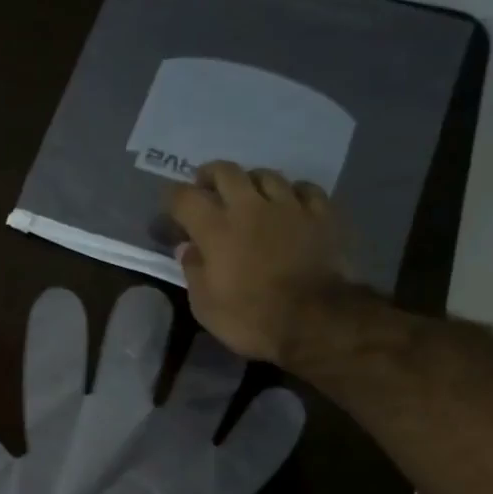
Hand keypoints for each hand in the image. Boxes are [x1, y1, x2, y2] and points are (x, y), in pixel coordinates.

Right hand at [168, 160, 350, 364]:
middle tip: (206, 188)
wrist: (316, 322)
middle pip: (226, 171)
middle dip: (210, 175)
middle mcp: (249, 207)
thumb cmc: (251, 318)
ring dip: (251, 181)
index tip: (170, 210)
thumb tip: (188, 248)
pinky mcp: (322, 215)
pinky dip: (292, 192)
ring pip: (266, 175)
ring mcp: (289, 206)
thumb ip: (194, 271)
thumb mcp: (205, 306)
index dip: (172, 200)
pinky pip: (305, 189)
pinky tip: (290, 203)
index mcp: (215, 228)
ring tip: (249, 196)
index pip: (184, 197)